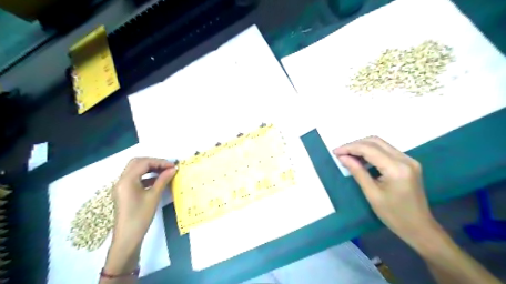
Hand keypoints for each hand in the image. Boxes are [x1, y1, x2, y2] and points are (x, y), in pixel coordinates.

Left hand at [111, 160, 175, 250]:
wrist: (127, 238)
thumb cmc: (140, 217)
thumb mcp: (154, 196)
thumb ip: (163, 180)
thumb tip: (173, 169)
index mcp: (127, 180)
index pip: (144, 163)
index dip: (160, 162)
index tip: (173, 166)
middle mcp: (121, 180)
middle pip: (137, 163)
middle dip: (154, 162)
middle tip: (168, 167)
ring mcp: (121, 186)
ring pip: (136, 169)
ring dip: (150, 168)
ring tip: (165, 172)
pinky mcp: (124, 192)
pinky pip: (135, 178)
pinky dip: (146, 176)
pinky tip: (157, 180)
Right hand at [335, 137, 436, 247]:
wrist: (419, 227)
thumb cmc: (393, 215)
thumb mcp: (371, 194)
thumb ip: (357, 172)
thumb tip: (342, 157)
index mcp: (396, 168)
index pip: (369, 149)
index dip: (350, 148)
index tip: (335, 152)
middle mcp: (405, 159)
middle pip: (376, 142)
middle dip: (355, 145)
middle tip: (341, 153)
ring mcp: (409, 160)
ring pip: (381, 144)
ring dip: (363, 147)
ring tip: (348, 155)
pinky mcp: (408, 163)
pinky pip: (386, 150)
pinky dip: (371, 152)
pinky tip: (361, 159)